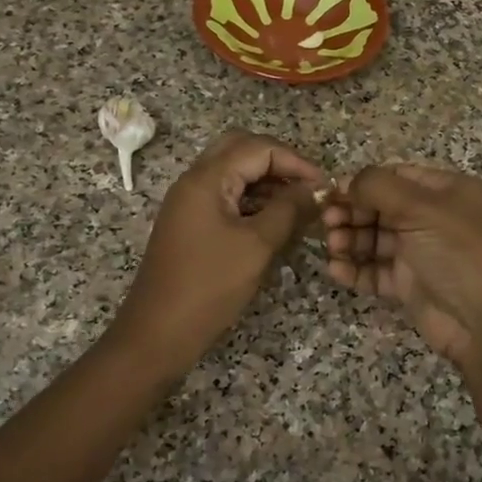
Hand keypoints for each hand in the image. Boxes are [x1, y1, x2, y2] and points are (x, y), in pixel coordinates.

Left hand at [111, 131, 326, 376]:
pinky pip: (225, 196)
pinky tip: (274, 221)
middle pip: (241, 150)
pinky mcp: (190, 223)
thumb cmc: (209, 286)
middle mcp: (194, 181)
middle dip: (279, 163)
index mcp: (206, 179)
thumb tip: (317, 190)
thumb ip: (289, 210)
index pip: (258, 148)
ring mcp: (189, 202)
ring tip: (298, 207)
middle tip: (307, 188)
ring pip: (232, 172)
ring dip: (266, 181)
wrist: (157, 333)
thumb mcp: (257, 246)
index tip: (324, 187)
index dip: (296, 161)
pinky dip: (252, 200)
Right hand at [323, 164, 481, 374]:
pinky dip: (355, 269)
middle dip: (352, 212)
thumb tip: (345, 182)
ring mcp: (420, 253)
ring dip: (350, 240)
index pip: (396, 177)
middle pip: (381, 208)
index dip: (363, 183)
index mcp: (445, 191)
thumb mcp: (421, 207)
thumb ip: (378, 187)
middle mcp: (433, 218)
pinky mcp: (409, 285)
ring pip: (374, 240)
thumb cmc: (458, 251)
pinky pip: (375, 271)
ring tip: (334, 246)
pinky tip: (336, 270)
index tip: (332, 192)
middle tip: (327, 221)